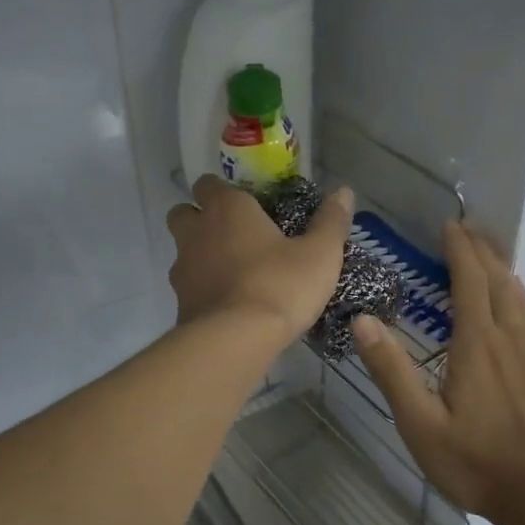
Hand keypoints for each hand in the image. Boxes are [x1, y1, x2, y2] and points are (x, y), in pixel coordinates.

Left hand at [166, 175, 352, 339]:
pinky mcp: (180, 302)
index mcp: (228, 209)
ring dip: (200, 254)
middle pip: (183, 213)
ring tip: (232, 271)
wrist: (236, 340)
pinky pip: (188, 286)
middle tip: (232, 234)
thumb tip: (344, 192)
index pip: (209, 183)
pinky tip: (228, 303)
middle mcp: (197, 232)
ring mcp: (183, 268)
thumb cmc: (280, 285)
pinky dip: (202, 288)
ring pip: (182, 250)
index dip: (222, 190)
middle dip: (199, 218)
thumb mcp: (320, 254)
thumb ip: (331, 221)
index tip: (245, 203)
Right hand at [352, 221, 524, 522]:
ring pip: (520, 295)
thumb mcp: (420, 424)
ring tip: (489, 252)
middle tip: (467, 227)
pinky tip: (514, 302)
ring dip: (502, 267)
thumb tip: (363, 321)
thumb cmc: (476, 462)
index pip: (470, 280)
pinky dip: (517, 293)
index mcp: (477, 344)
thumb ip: (393, 371)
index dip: (460, 250)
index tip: (450, 225)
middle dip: (482, 249)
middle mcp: (510, 337)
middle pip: (499, 279)